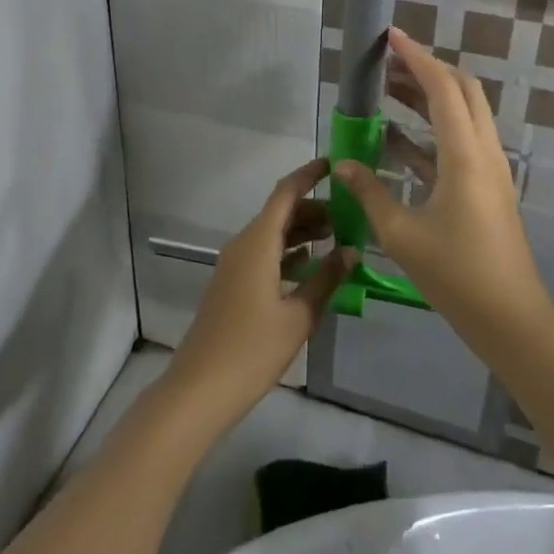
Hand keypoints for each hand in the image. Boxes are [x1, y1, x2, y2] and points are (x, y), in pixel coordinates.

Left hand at [164, 158, 356, 429]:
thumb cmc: (252, 348)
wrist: (200, 387)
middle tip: (350, 214)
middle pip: (280, 213)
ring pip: (273, 234)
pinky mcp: (233, 283)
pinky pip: (265, 254)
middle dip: (313, 208)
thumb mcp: (298, 316)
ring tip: (339, 237)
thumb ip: (326, 279)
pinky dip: (290, 252)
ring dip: (303, 231)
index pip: (285, 193)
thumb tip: (352, 251)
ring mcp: (235, 264)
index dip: (308, 175)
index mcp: (257, 242)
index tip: (334, 165)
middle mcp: (243, 244)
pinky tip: (312, 264)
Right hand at [332, 30, 553, 338]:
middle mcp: (483, 152)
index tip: (391, 36)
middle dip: (425, 70)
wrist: (509, 318)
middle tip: (388, 63)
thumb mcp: (400, 233)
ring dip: (428, 98)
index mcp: (464, 155)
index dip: (416, 57)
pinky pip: (458, 143)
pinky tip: (396, 140)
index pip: (442, 87)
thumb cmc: (454, 274)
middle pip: (461, 91)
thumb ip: (368, 192)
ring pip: (462, 115)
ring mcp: (489, 170)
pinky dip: (430, 131)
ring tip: (387, 91)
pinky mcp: (486, 188)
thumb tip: (341, 165)